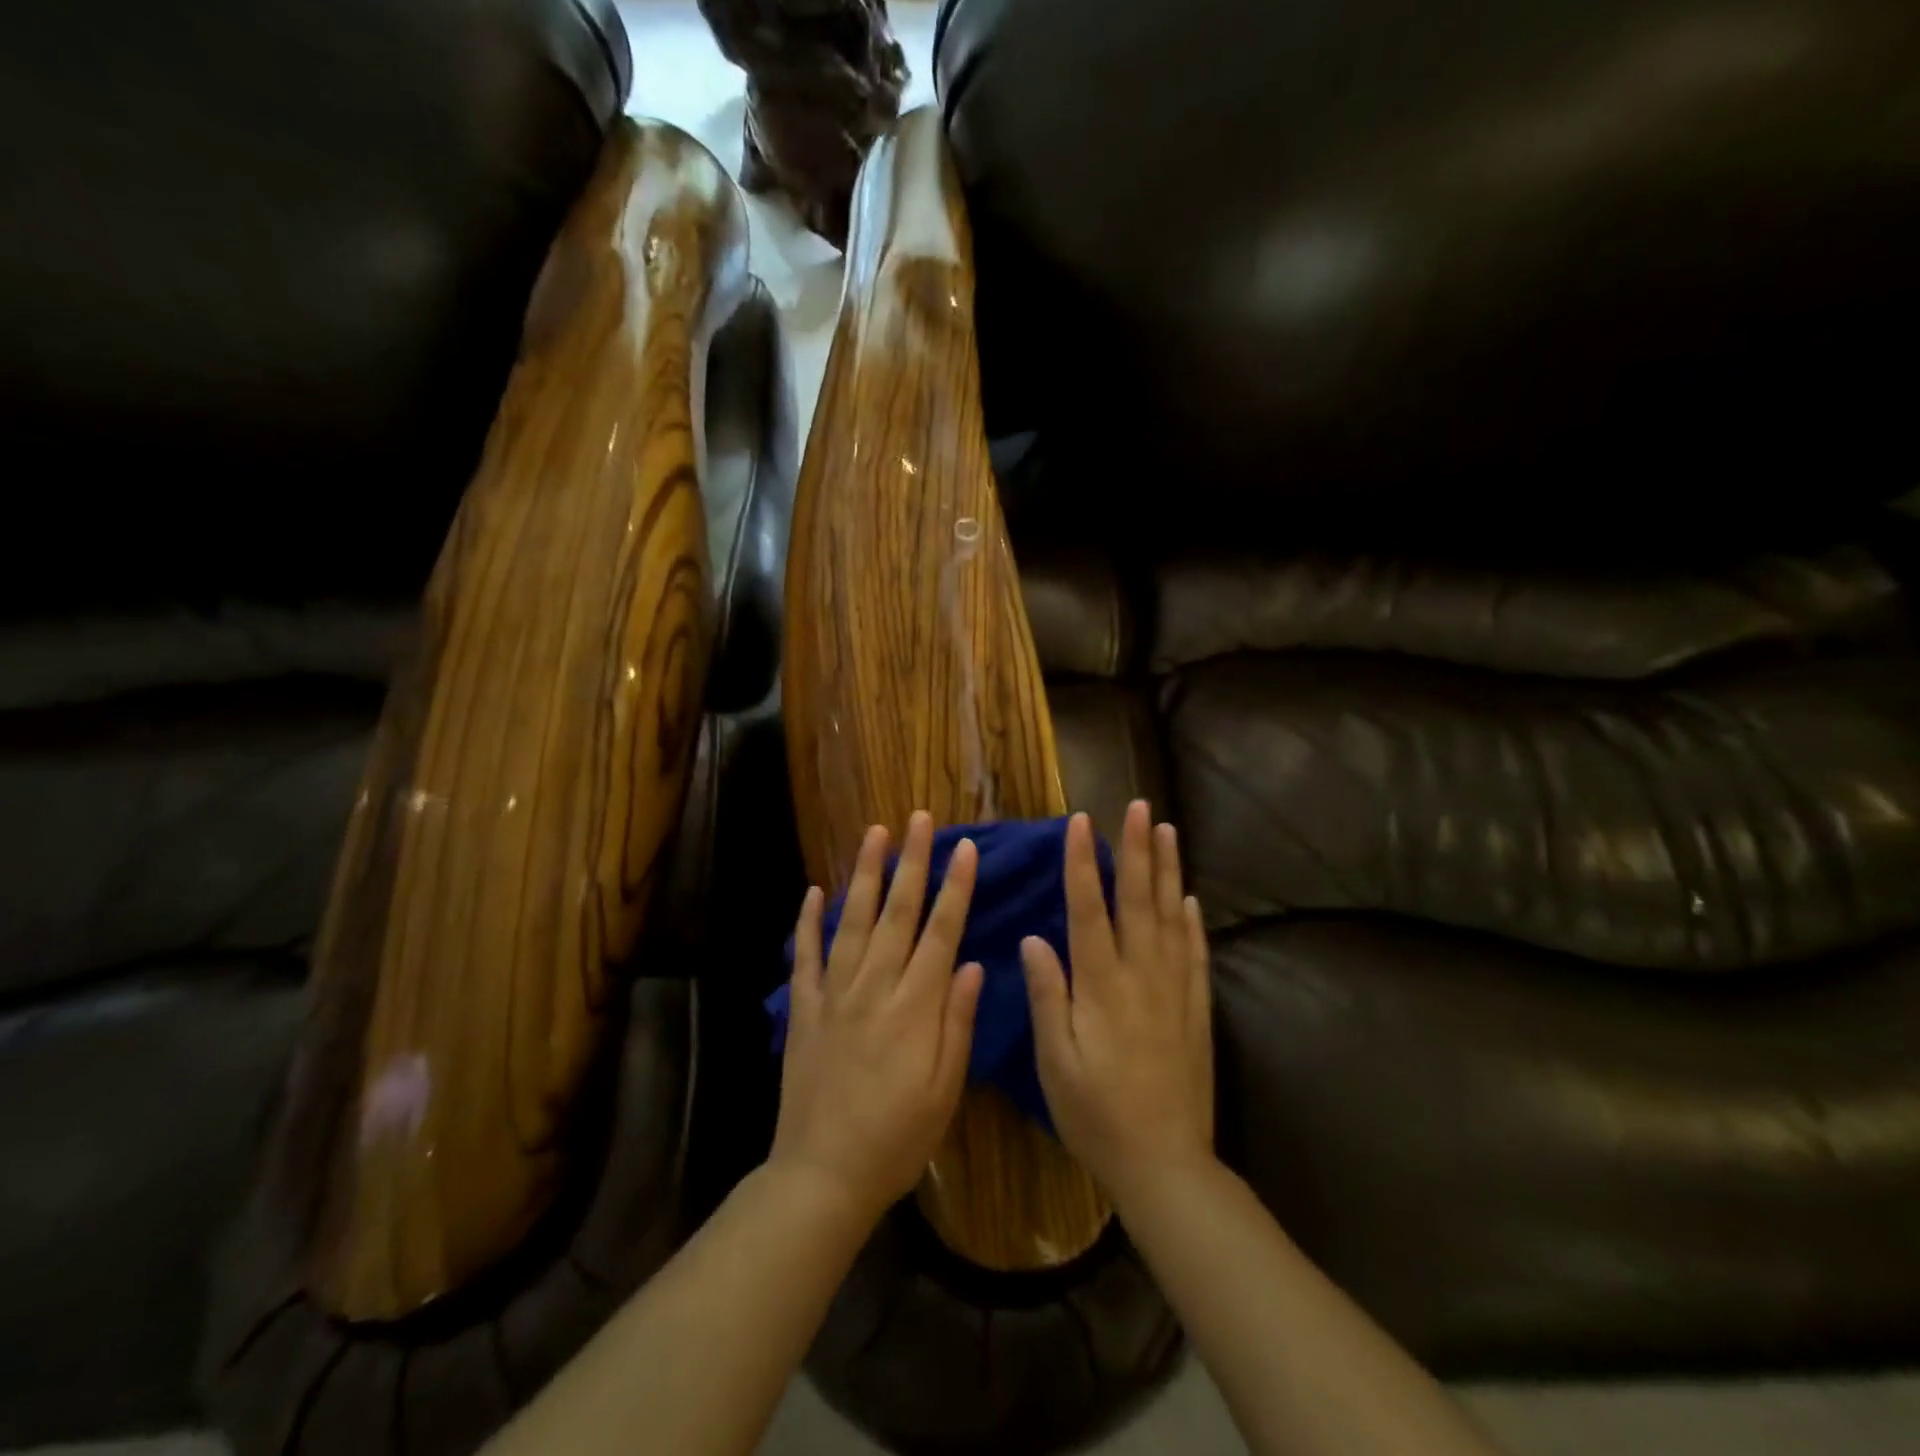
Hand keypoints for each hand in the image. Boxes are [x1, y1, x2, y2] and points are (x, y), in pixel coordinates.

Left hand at [770, 811, 983, 1225]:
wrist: (822, 1176)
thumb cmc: (896, 1139)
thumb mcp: (944, 1091)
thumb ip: (957, 1022)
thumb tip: (971, 963)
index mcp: (914, 1007)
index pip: (941, 932)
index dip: (955, 887)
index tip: (965, 847)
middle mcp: (874, 987)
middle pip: (898, 913)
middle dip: (912, 862)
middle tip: (920, 819)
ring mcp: (834, 995)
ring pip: (853, 921)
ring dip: (866, 874)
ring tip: (875, 833)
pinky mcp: (804, 1010)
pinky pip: (805, 957)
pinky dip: (808, 922)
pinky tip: (814, 891)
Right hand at [1022, 802, 1213, 1205]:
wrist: (1165, 1163)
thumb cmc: (1096, 1114)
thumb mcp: (1055, 1061)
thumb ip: (1047, 996)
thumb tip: (1034, 939)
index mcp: (1101, 986)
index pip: (1088, 910)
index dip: (1082, 863)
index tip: (1081, 822)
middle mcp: (1141, 976)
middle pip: (1138, 901)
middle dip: (1137, 850)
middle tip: (1139, 807)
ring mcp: (1175, 990)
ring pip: (1171, 917)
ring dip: (1168, 871)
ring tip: (1168, 832)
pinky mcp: (1196, 1010)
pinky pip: (1195, 954)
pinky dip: (1192, 922)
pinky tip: (1190, 899)